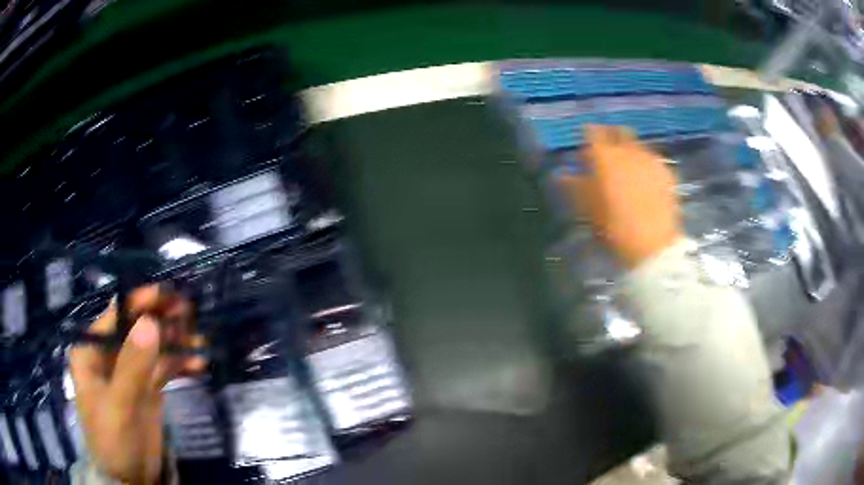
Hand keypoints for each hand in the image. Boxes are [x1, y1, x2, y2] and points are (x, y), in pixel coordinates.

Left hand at [69, 285, 205, 483]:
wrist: (130, 481)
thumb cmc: (113, 442)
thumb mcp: (120, 406)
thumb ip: (132, 366)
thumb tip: (149, 322)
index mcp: (92, 351)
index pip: (115, 316)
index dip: (140, 303)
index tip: (168, 295)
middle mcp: (109, 355)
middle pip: (137, 328)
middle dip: (162, 321)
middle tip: (190, 315)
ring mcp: (129, 372)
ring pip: (153, 347)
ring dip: (176, 343)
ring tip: (201, 342)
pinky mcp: (147, 389)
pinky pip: (164, 368)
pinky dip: (181, 364)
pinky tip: (199, 364)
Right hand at [558, 125, 681, 267]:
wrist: (653, 245)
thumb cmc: (615, 227)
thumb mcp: (589, 209)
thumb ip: (575, 186)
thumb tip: (562, 174)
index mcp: (605, 156)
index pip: (592, 132)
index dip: (587, 135)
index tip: (585, 145)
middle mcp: (628, 150)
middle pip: (618, 131)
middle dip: (611, 136)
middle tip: (607, 150)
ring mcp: (650, 159)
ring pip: (637, 144)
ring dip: (629, 149)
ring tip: (627, 166)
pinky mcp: (666, 171)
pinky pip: (652, 158)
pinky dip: (645, 162)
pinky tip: (644, 178)